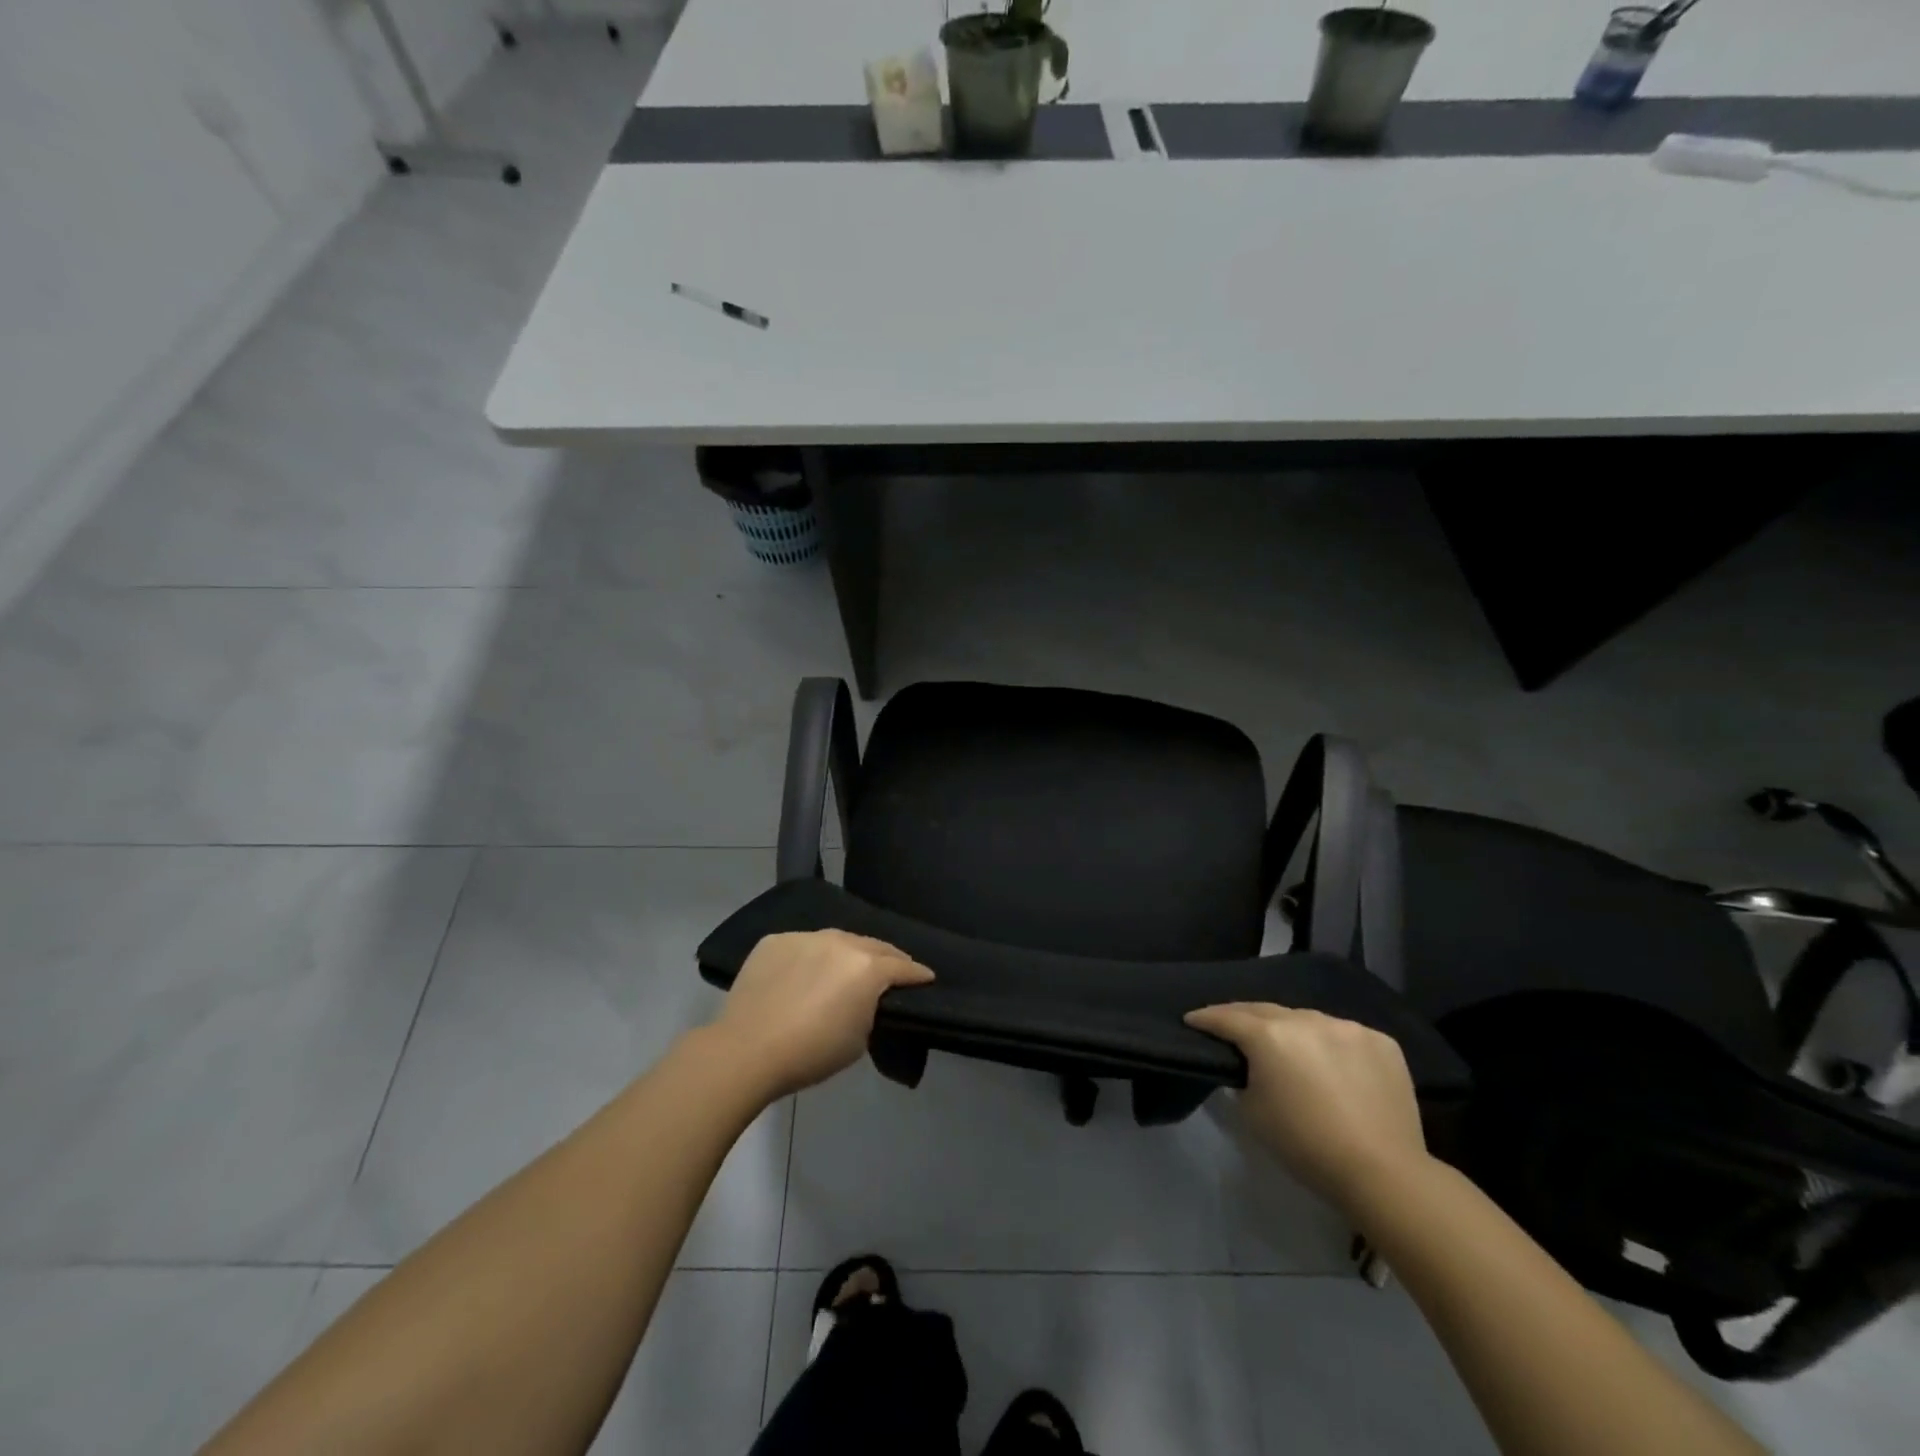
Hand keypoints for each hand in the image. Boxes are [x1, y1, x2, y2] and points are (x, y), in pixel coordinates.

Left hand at [713, 930, 933, 1097]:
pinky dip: (810, 957)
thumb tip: (866, 999)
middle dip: (886, 958)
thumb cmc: (811, 1053)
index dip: (917, 974)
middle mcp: (840, 941)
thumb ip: (871, 1009)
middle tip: (893, 970)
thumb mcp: (858, 1039)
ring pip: (836, 940)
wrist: (747, 1050)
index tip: (926, 977)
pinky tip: (804, 974)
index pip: (902, 966)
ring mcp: (805, 937)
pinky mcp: (775, 941)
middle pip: (872, 945)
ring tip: (847, 968)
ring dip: (847, 953)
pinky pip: (803, 945)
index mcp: (867, 967)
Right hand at [1184, 1003, 1426, 1213]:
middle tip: (1230, 1027)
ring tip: (1289, 1048)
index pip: (1227, 1018)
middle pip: (1265, 1011)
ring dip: (1292, 1031)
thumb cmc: (1306, 1146)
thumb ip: (1244, 1077)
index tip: (1192, 1020)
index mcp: (1269, 1035)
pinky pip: (1344, 1035)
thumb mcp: (1254, 1112)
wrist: (1383, 1173)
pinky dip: (1332, 1045)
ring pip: (1307, 1020)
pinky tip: (1334, 1065)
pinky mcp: (1380, 1041)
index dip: (1205, 1018)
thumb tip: (1249, 1066)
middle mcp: (1306, 1019)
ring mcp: (1347, 1027)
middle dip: (1244, 1018)